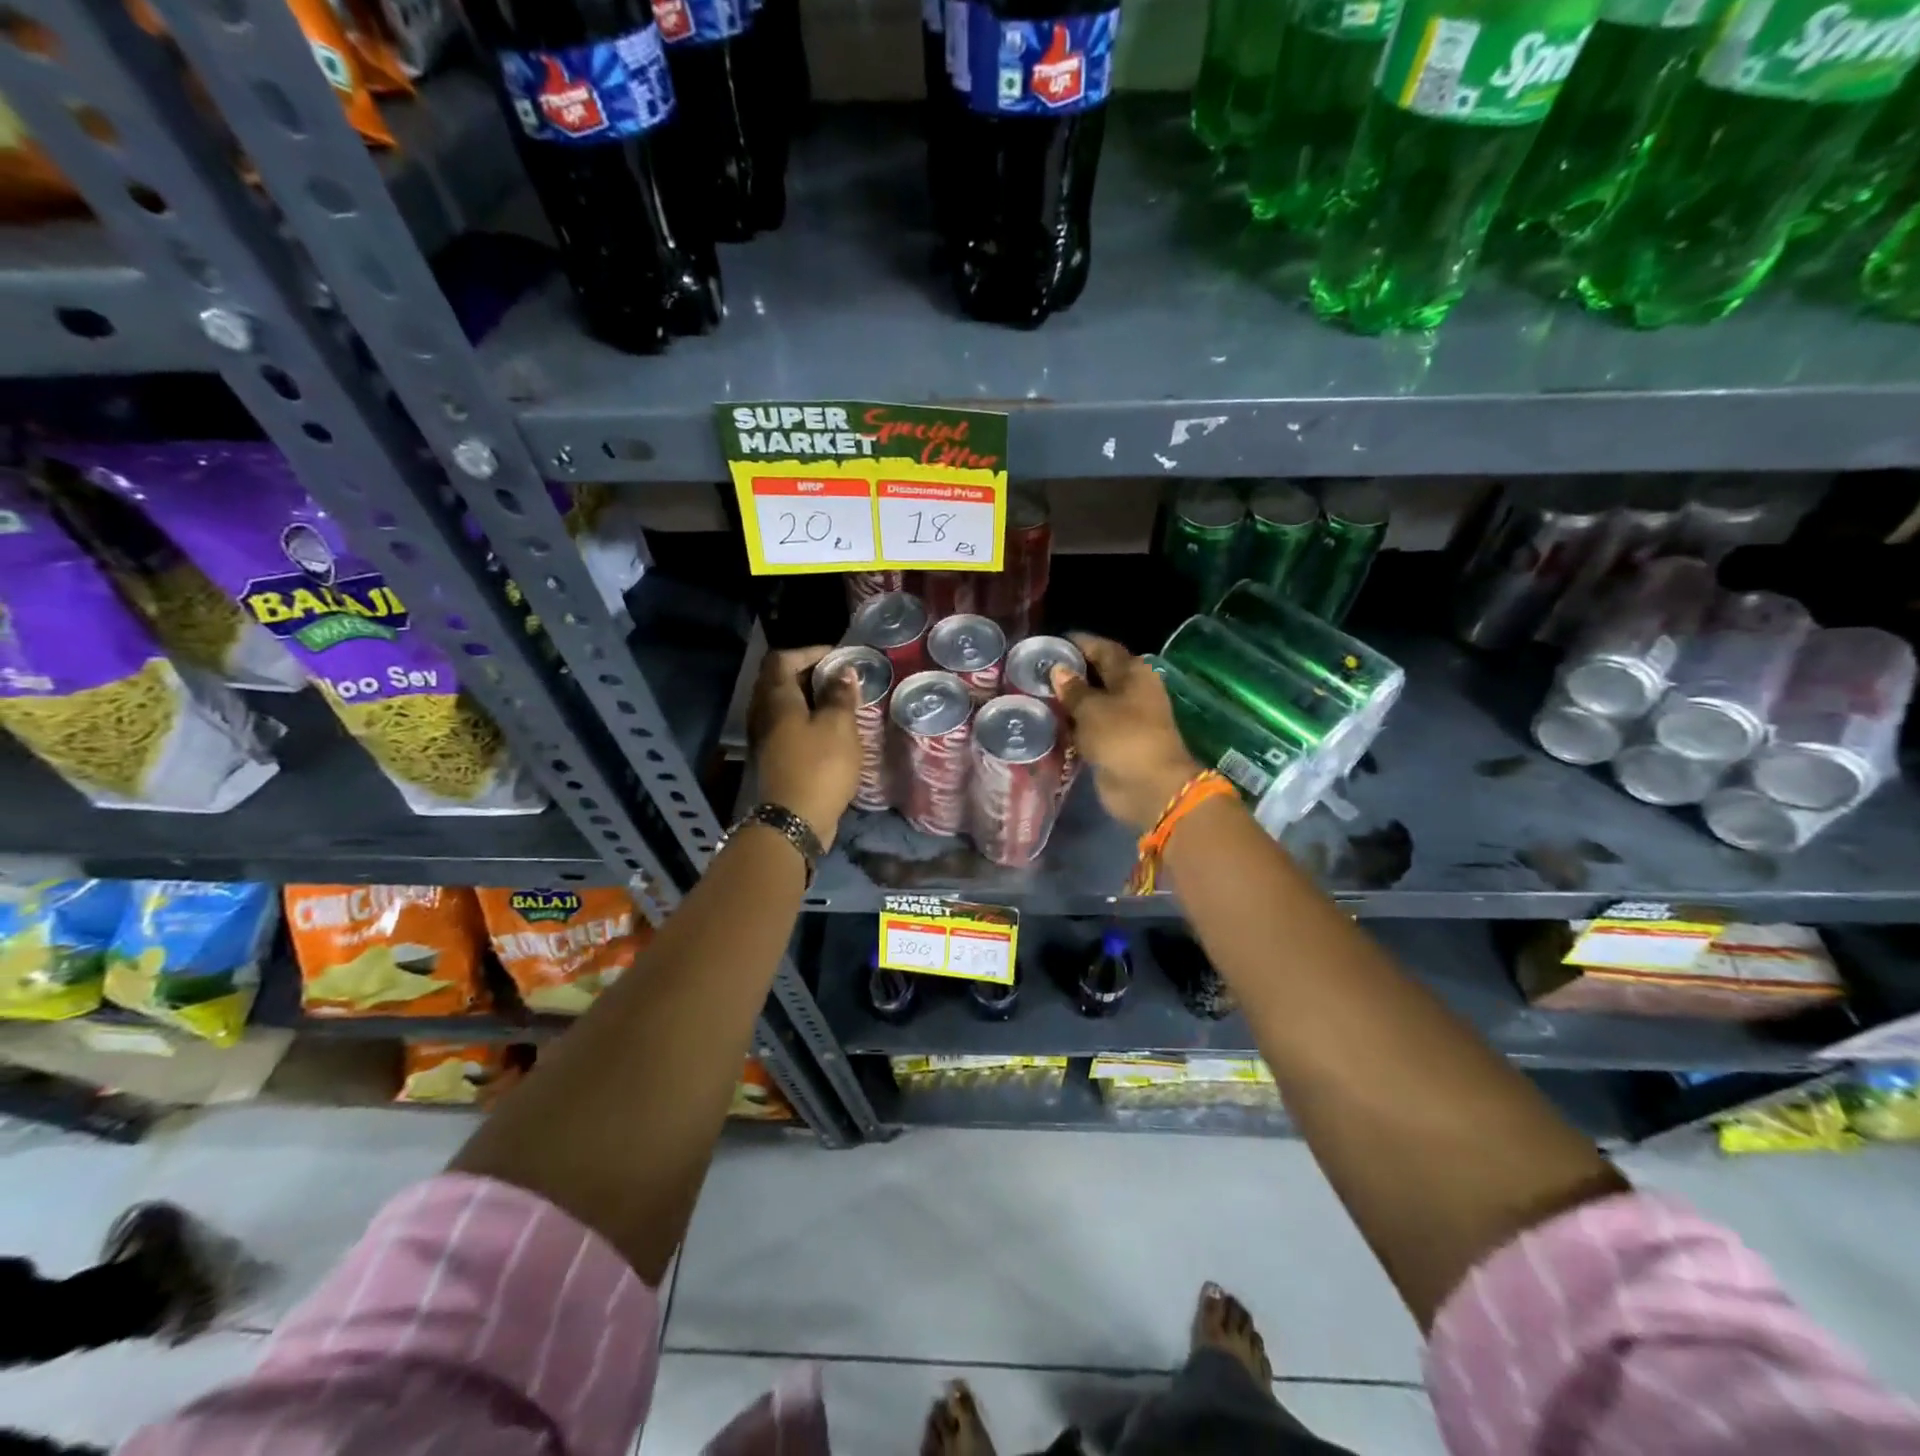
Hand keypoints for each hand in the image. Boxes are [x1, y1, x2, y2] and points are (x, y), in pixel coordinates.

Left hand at [748, 646, 861, 848]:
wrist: (794, 820)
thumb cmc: (819, 766)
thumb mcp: (839, 727)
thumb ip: (841, 696)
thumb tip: (844, 672)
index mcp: (776, 698)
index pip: (783, 659)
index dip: (809, 652)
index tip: (837, 657)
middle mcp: (763, 712)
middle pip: (779, 680)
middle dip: (809, 673)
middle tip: (839, 677)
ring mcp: (764, 736)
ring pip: (783, 704)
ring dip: (807, 698)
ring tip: (838, 702)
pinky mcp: (772, 757)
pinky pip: (786, 725)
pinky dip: (805, 719)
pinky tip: (828, 729)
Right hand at [1050, 633, 1203, 832]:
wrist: (1148, 787)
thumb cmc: (1122, 737)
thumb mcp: (1092, 708)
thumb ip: (1073, 689)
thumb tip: (1058, 670)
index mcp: (1133, 673)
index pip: (1102, 648)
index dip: (1078, 644)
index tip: (1049, 642)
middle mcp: (1131, 691)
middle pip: (1098, 674)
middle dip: (1070, 672)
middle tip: (1035, 670)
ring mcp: (1124, 719)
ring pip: (1092, 702)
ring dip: (1069, 700)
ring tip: (1035, 694)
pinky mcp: (1115, 743)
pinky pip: (1090, 726)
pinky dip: (1073, 723)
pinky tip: (1049, 721)